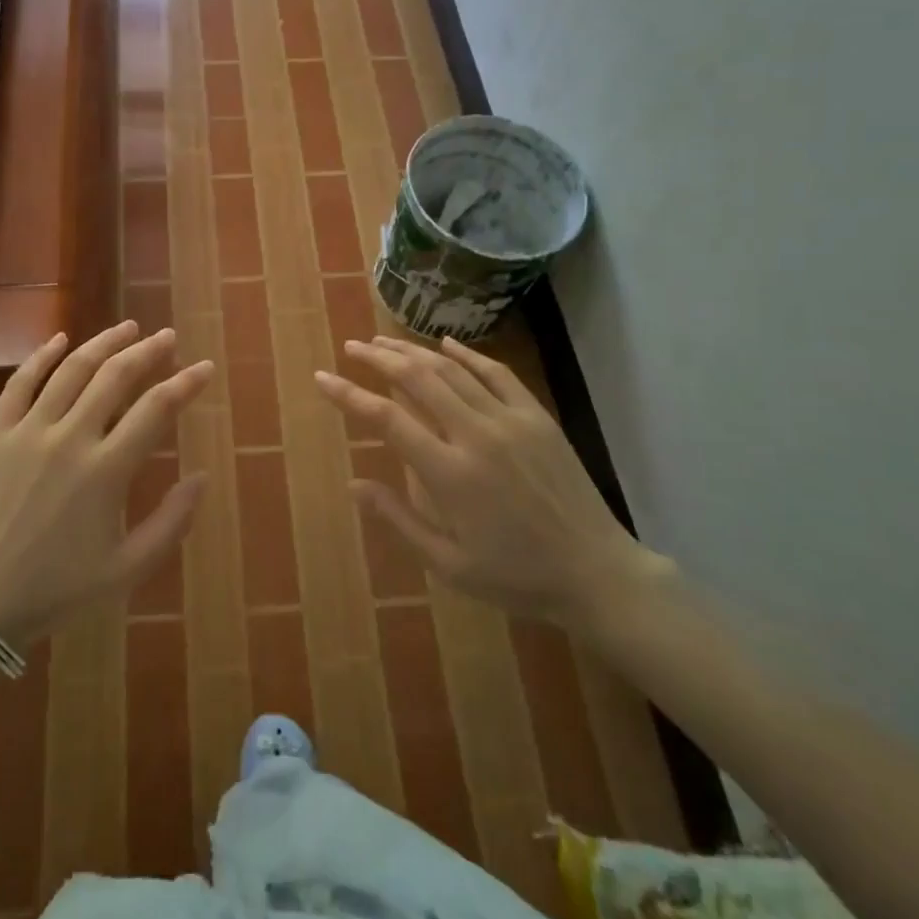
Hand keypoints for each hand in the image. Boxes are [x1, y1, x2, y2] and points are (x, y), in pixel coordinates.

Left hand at [0, 321, 213, 647]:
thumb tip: (201, 477)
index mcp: (106, 472)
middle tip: (167, 337)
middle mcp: (69, 439)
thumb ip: (172, 522)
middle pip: (116, 377)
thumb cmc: (58, 589)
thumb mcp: (128, 568)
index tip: (204, 368)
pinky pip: (20, 383)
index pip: (156, 409)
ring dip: (104, 343)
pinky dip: (42, 356)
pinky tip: (61, 339)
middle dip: (148, 351)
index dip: (185, 383)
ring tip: (128, 328)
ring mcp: (28, 432)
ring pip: (72, 369)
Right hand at [315, 335, 668, 630]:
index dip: (349, 395)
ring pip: (451, 369)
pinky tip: (445, 344)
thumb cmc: (516, 576)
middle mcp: (476, 435)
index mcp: (450, 474)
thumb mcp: (448, 564)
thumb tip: (354, 485)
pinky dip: (467, 353)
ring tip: (384, 342)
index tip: (322, 378)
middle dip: (378, 358)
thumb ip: (398, 520)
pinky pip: (496, 372)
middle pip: (417, 379)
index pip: (386, 419)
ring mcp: (510, 420)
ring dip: (413, 351)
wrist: (596, 573)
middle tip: (351, 347)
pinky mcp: (537, 417)